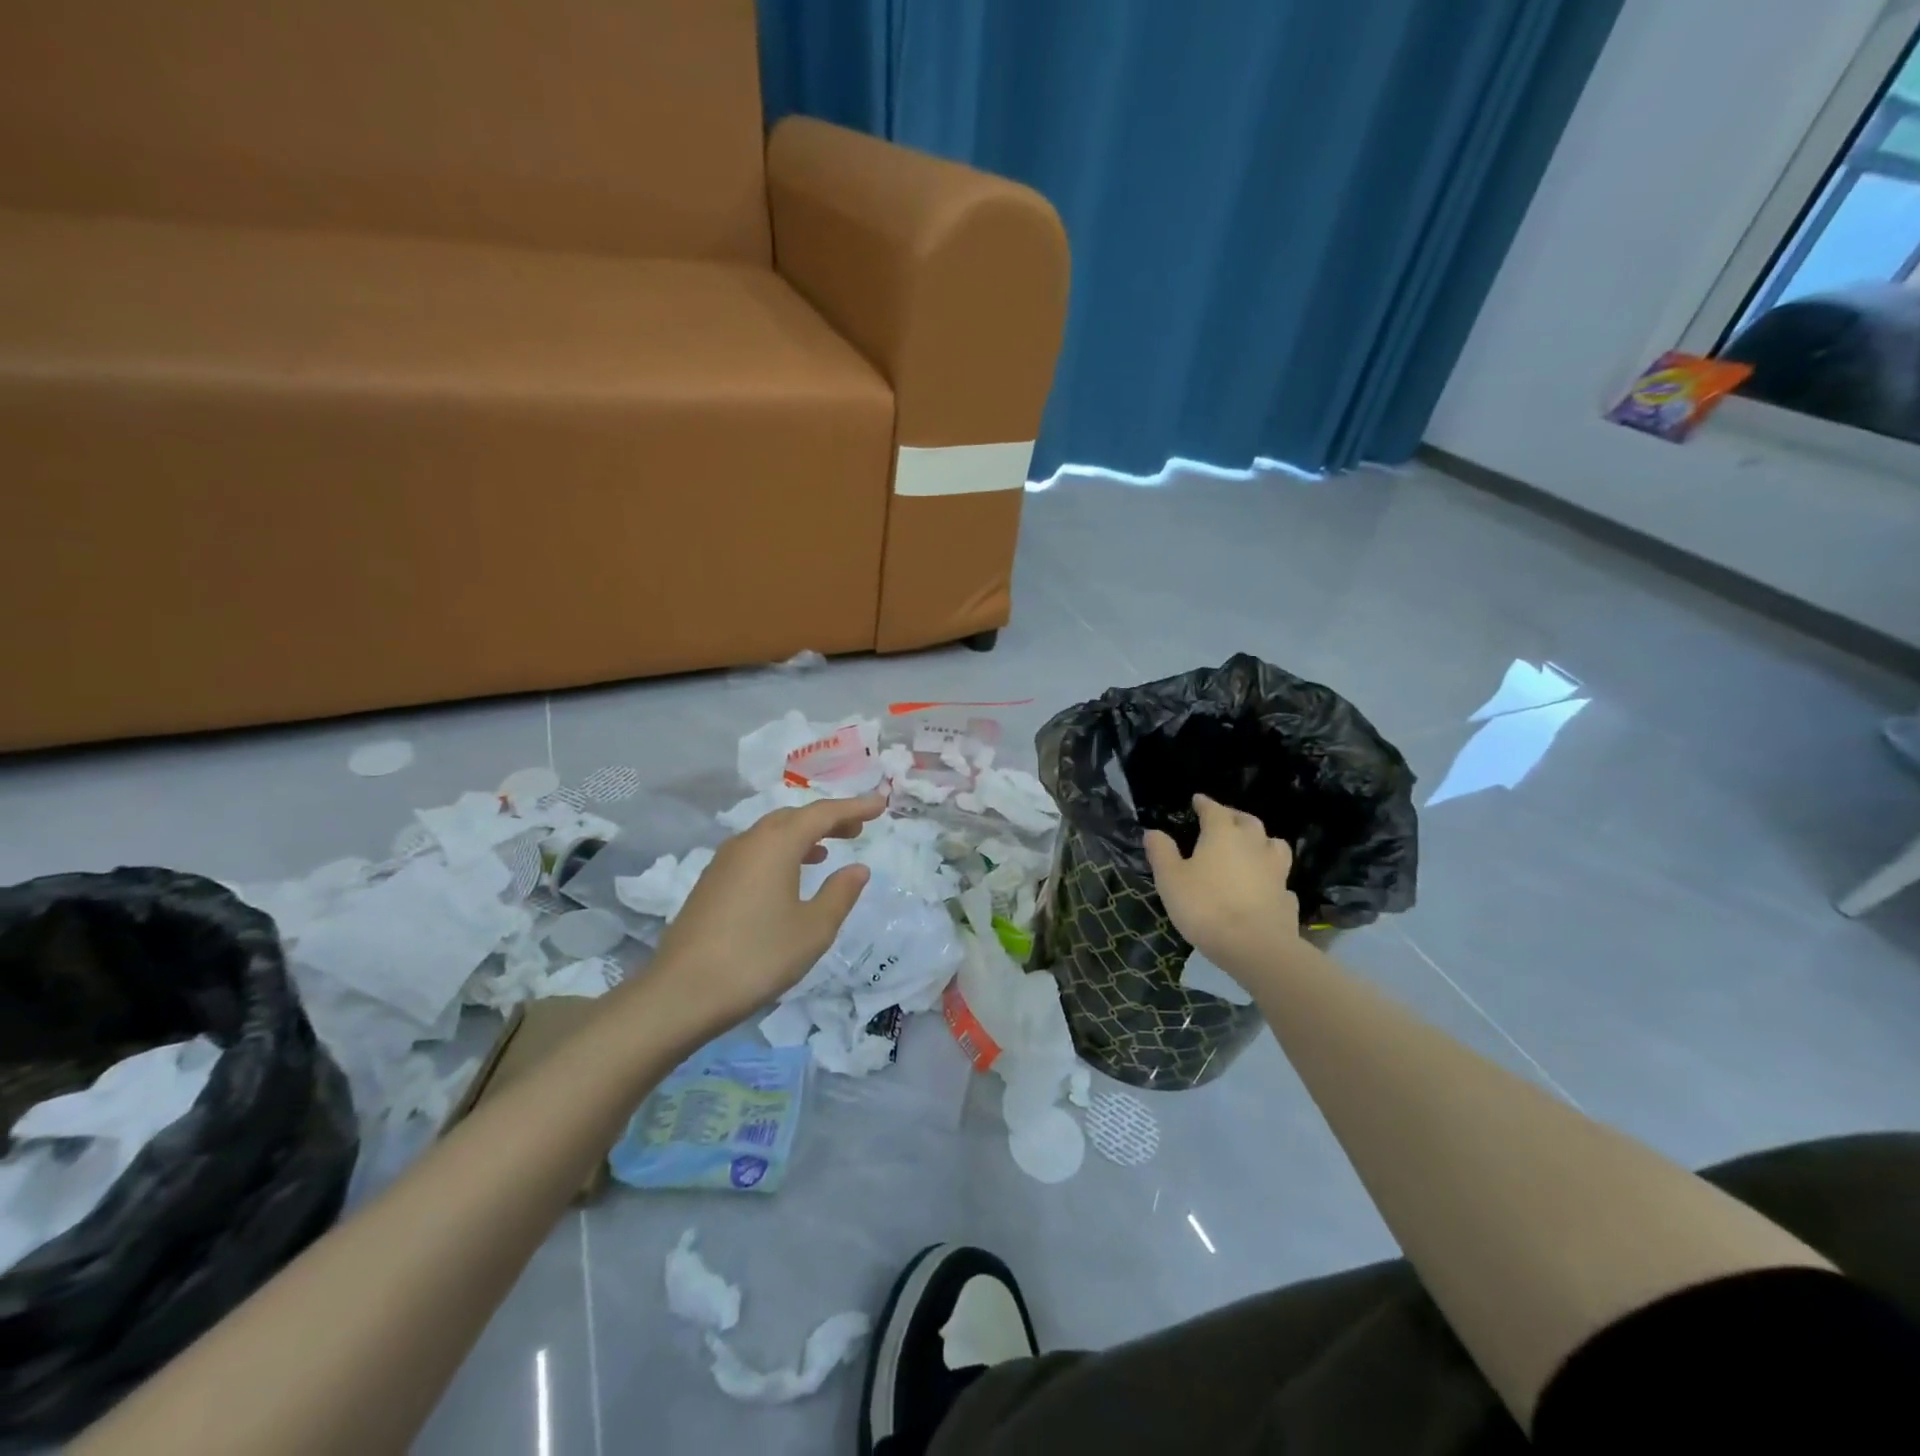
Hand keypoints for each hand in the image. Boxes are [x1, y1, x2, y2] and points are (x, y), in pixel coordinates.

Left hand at [650, 792, 885, 1026]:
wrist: (683, 991)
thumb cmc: (758, 956)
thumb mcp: (813, 929)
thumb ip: (840, 893)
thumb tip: (858, 868)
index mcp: (776, 844)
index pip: (823, 813)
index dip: (855, 807)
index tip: (880, 804)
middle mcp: (749, 841)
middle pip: (795, 816)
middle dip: (828, 818)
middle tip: (858, 828)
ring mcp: (725, 860)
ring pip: (772, 832)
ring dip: (803, 834)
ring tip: (828, 849)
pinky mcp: (712, 881)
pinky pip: (755, 850)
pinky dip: (781, 851)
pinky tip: (789, 875)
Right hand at [1144, 793, 1298, 975]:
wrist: (1254, 946)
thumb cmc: (1205, 906)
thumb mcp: (1170, 879)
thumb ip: (1162, 852)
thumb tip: (1153, 832)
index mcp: (1223, 834)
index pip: (1214, 809)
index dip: (1204, 803)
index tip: (1197, 800)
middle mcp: (1253, 844)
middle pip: (1247, 821)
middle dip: (1234, 817)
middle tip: (1224, 820)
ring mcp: (1275, 870)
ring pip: (1273, 845)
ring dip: (1262, 841)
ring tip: (1252, 847)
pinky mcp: (1287, 897)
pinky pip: (1280, 879)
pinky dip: (1272, 877)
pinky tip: (1266, 886)